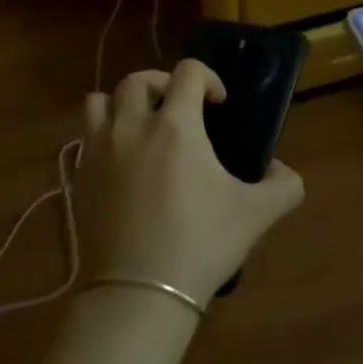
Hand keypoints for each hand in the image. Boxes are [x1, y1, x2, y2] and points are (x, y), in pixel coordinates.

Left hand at [79, 60, 305, 305]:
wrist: (139, 293)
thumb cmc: (199, 244)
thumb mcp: (255, 215)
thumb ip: (283, 186)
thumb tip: (283, 170)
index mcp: (176, 124)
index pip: (188, 71)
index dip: (207, 77)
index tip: (218, 104)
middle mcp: (133, 125)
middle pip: (139, 79)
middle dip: (162, 85)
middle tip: (179, 111)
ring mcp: (100, 148)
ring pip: (101, 100)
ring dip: (123, 104)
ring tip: (141, 127)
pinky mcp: (79, 175)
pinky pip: (85, 135)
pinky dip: (102, 135)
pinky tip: (121, 161)